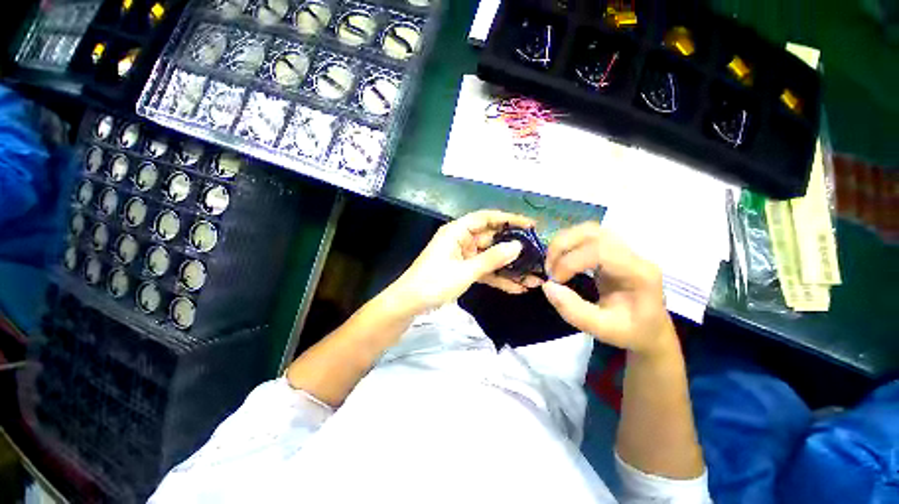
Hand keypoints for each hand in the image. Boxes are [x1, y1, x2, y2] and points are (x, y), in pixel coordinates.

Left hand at [388, 210, 543, 313]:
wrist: (411, 303)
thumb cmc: (434, 282)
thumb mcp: (465, 271)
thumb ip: (492, 259)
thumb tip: (518, 246)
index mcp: (458, 231)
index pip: (486, 218)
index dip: (509, 219)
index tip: (530, 225)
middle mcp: (462, 240)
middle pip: (492, 239)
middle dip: (514, 248)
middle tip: (538, 254)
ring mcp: (464, 257)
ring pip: (491, 257)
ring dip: (510, 267)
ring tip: (534, 275)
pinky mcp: (465, 271)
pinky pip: (485, 271)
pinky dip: (499, 279)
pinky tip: (518, 287)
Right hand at [541, 222, 675, 356]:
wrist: (650, 330)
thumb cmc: (631, 332)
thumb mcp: (603, 330)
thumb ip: (574, 311)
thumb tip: (547, 286)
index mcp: (639, 273)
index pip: (601, 251)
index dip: (571, 262)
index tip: (555, 281)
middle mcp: (632, 255)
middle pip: (593, 232)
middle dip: (562, 246)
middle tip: (548, 269)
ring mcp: (623, 249)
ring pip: (587, 230)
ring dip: (563, 243)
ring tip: (552, 264)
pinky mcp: (611, 250)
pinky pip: (586, 237)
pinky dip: (567, 244)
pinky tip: (560, 260)